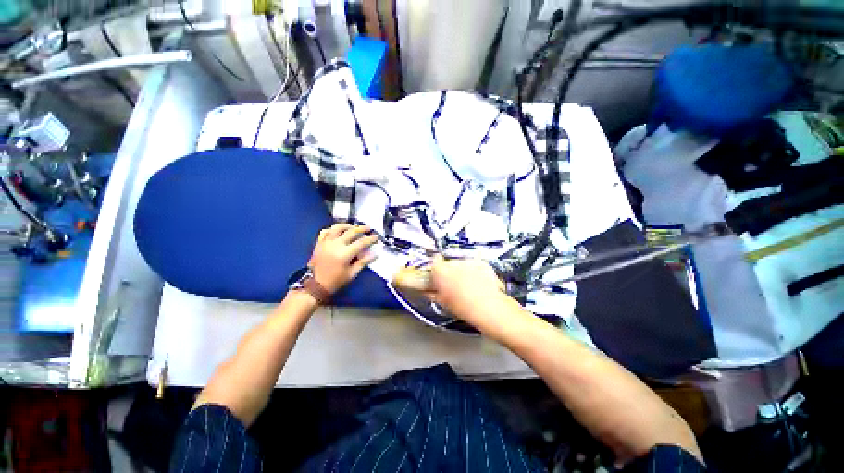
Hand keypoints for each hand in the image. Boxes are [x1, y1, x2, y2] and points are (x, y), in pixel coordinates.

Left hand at [308, 224, 377, 293]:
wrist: (315, 285)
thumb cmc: (335, 281)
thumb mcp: (352, 274)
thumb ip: (363, 262)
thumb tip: (374, 254)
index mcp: (345, 253)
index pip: (361, 242)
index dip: (370, 239)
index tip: (376, 237)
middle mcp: (336, 245)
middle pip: (351, 232)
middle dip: (362, 229)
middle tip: (368, 228)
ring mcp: (326, 242)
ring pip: (337, 228)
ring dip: (347, 225)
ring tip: (353, 226)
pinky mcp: (319, 243)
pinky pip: (325, 232)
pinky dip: (332, 229)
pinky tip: (337, 231)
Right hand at [428, 257, 505, 320]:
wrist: (487, 307)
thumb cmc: (461, 307)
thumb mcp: (442, 302)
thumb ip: (431, 293)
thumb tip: (427, 289)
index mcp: (440, 271)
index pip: (434, 261)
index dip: (436, 267)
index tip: (438, 274)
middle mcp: (453, 262)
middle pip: (448, 262)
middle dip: (449, 270)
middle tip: (453, 283)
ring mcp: (468, 261)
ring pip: (461, 263)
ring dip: (462, 270)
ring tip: (468, 284)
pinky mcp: (481, 262)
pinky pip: (474, 265)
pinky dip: (474, 271)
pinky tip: (478, 282)